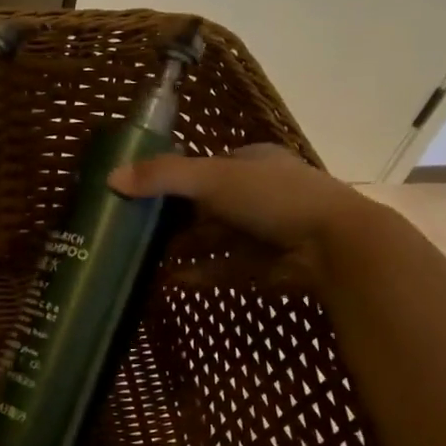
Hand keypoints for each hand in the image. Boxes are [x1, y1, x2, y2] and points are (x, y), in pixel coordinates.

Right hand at [108, 145, 379, 284]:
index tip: (141, 196)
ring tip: (148, 263)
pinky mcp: (270, 266)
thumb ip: (163, 177)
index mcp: (252, 162)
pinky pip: (228, 268)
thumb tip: (111, 179)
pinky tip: (173, 283)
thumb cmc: (273, 197)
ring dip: (185, 250)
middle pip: (208, 207)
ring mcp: (267, 232)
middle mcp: (260, 194)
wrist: (335, 245)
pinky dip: (202, 274)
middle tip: (138, 234)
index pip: (206, 168)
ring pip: (217, 240)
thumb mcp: (212, 178)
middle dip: (175, 221)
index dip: (174, 181)